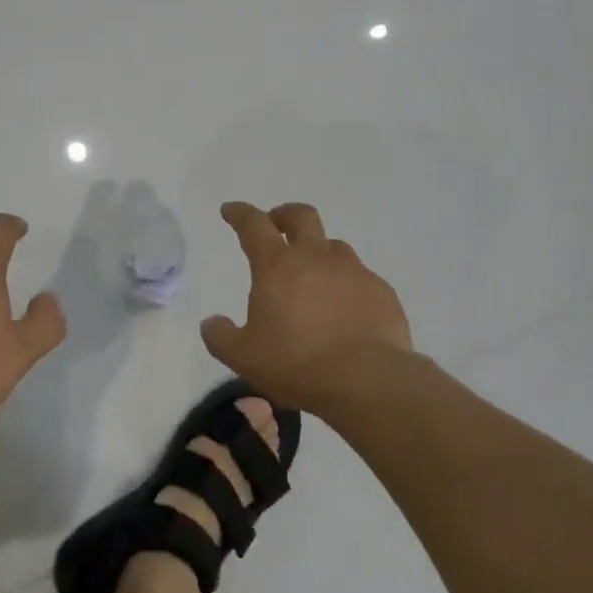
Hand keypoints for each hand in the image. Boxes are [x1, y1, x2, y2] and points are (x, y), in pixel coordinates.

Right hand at [201, 202, 411, 409]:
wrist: (367, 381)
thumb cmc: (297, 364)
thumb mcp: (243, 357)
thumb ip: (221, 336)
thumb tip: (211, 323)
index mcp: (277, 267)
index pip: (254, 225)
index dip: (240, 213)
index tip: (231, 210)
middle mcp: (316, 258)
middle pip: (301, 216)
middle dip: (285, 215)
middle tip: (277, 225)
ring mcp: (353, 272)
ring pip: (334, 245)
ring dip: (319, 250)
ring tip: (314, 274)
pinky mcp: (381, 291)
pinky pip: (360, 276)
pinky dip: (347, 283)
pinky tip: (346, 308)